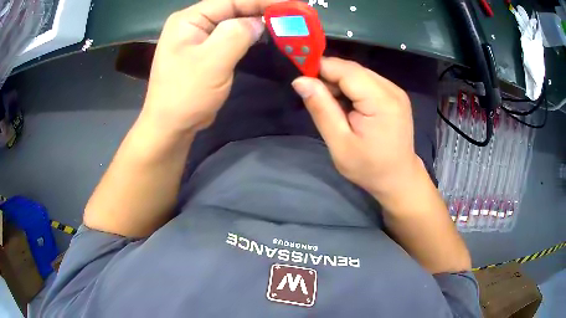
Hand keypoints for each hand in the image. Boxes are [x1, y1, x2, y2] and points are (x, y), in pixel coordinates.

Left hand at [141, 0, 279, 133]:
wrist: (171, 126)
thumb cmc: (186, 94)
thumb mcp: (212, 61)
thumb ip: (237, 33)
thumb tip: (258, 22)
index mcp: (189, 19)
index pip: (230, 0)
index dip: (262, 0)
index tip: (291, 4)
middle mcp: (193, 23)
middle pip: (232, 8)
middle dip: (262, 9)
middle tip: (292, 13)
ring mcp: (199, 37)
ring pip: (234, 22)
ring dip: (258, 21)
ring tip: (284, 21)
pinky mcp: (206, 51)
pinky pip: (231, 37)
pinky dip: (249, 35)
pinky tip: (265, 34)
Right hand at [292, 57, 422, 197]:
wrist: (398, 178)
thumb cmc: (369, 167)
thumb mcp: (339, 143)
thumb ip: (321, 109)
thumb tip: (300, 80)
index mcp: (381, 100)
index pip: (345, 70)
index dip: (320, 68)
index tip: (302, 81)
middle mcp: (391, 89)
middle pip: (352, 69)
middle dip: (329, 77)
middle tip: (316, 99)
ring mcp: (395, 90)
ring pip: (358, 73)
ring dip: (339, 83)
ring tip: (333, 107)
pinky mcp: (394, 95)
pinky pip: (367, 81)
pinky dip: (351, 88)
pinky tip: (348, 106)